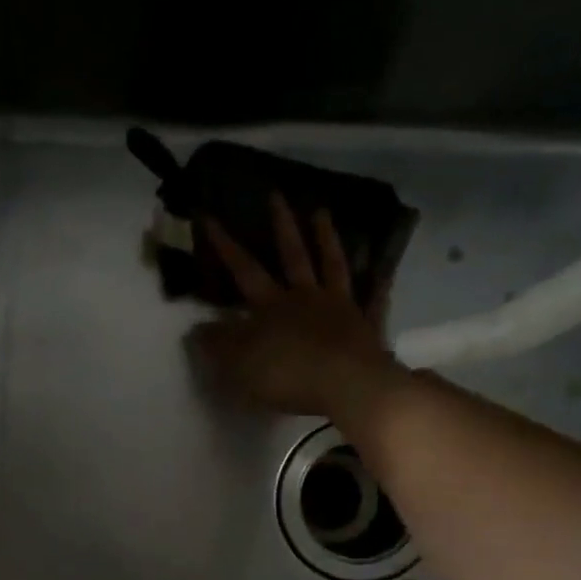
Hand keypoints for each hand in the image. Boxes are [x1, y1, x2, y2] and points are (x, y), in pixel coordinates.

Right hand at [189, 195, 406, 419]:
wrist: (348, 386)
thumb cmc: (287, 375)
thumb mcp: (238, 365)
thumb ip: (217, 344)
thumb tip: (197, 328)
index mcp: (271, 306)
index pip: (243, 269)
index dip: (224, 244)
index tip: (209, 215)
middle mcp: (305, 297)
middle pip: (292, 255)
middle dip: (281, 225)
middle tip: (276, 194)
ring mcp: (340, 307)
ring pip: (332, 265)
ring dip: (326, 238)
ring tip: (322, 212)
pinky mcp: (367, 326)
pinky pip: (374, 299)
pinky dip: (378, 283)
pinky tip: (383, 270)